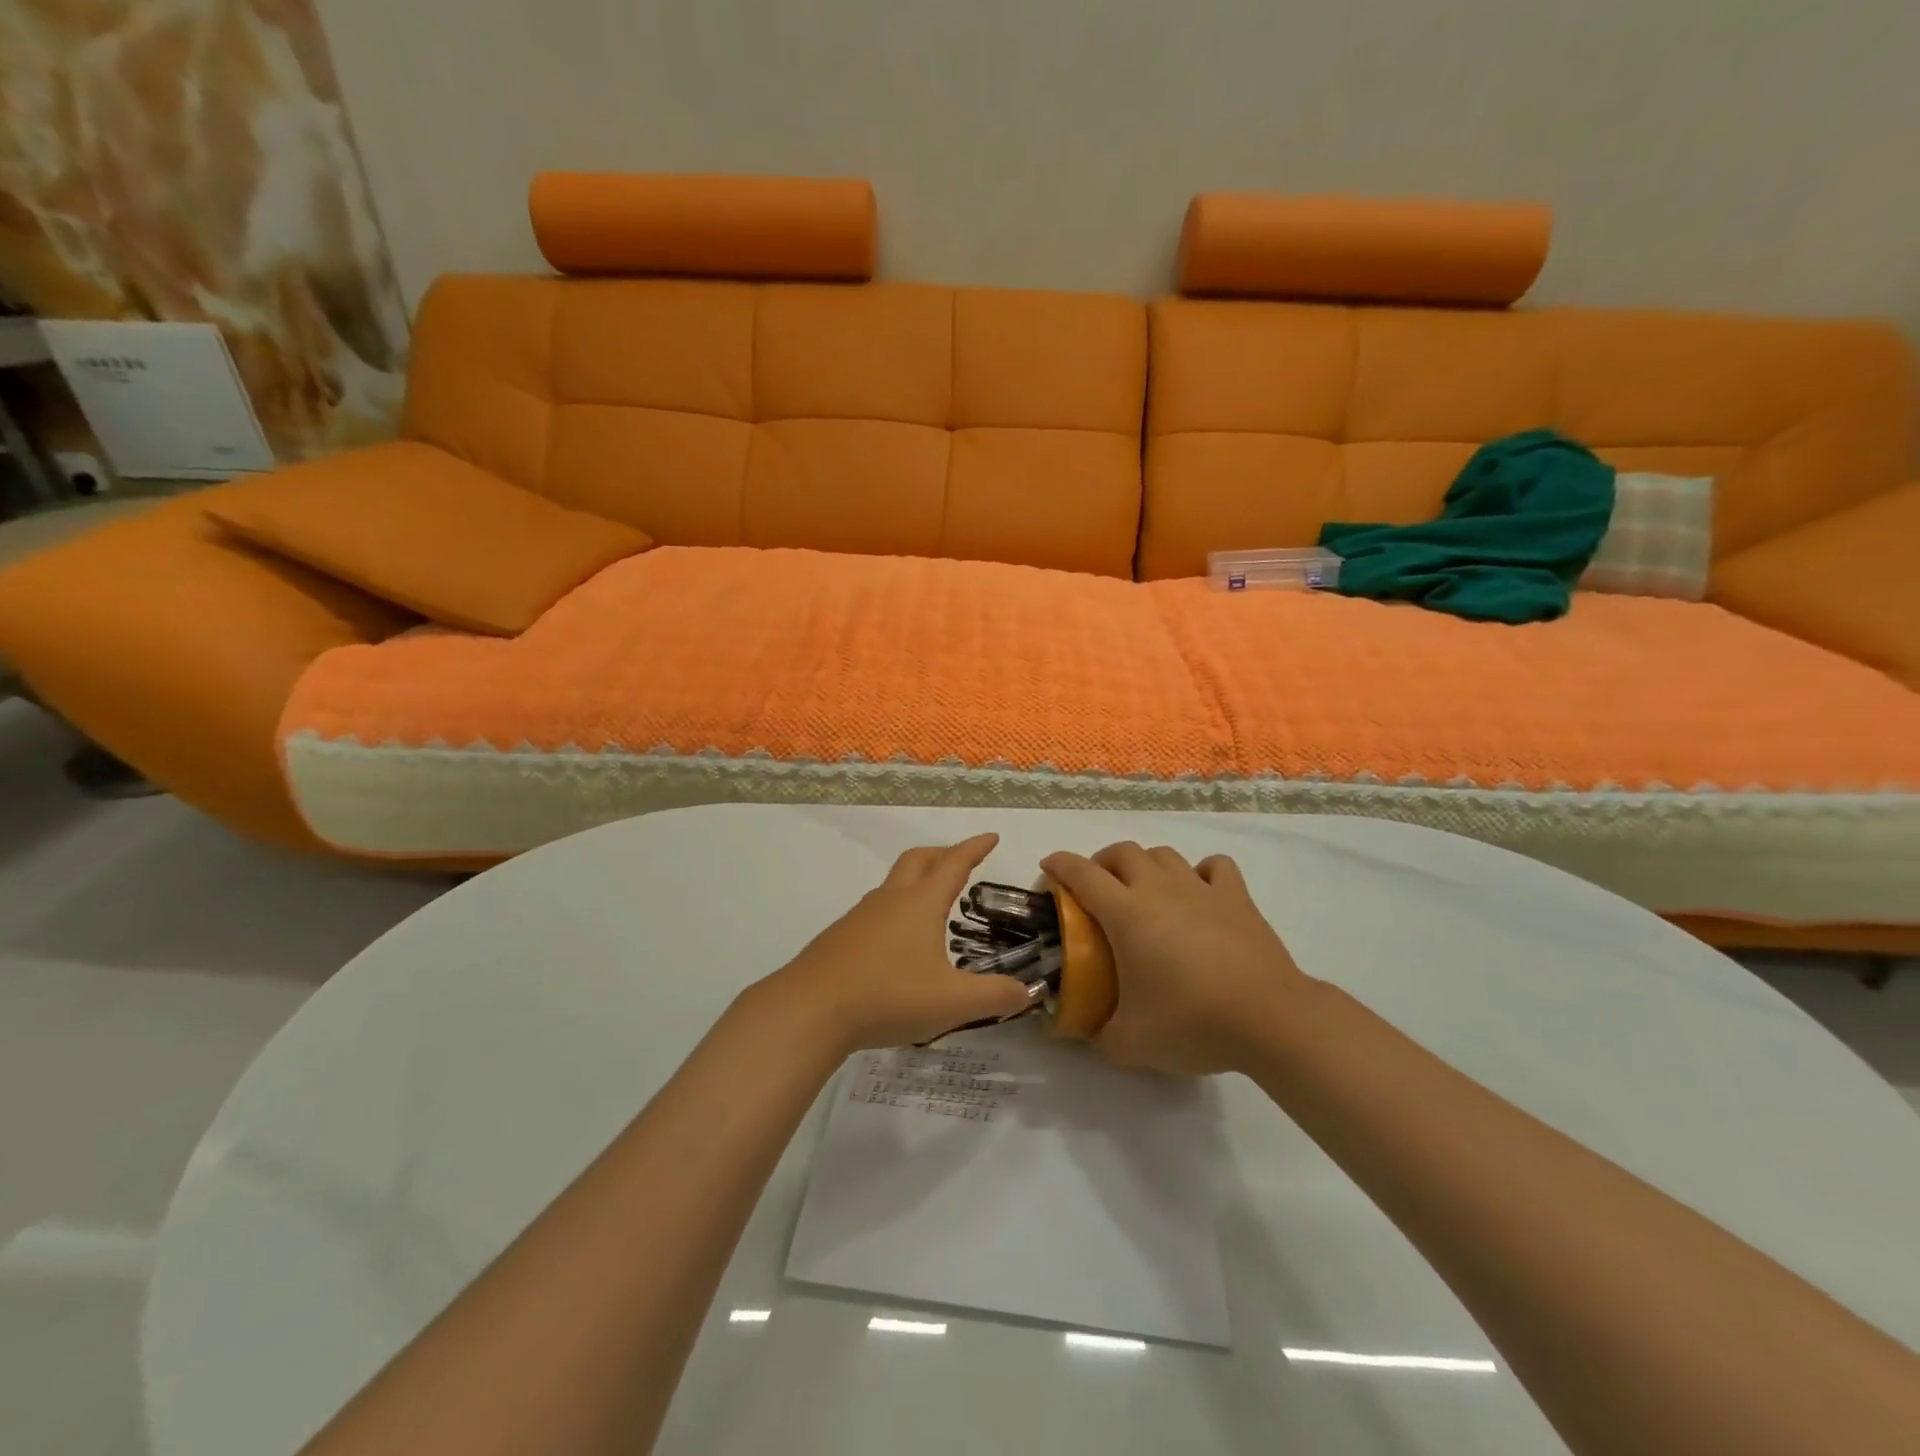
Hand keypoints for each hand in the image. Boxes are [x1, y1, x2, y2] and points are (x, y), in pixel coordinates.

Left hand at [759, 834, 1037, 1053]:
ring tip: (932, 905)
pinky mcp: (840, 938)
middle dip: (943, 855)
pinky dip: (895, 910)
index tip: (990, 837)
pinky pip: (875, 910)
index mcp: (920, 903)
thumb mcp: (953, 1002)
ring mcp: (860, 917)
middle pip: (918, 860)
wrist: (810, 1009)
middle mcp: (890, 900)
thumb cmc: (888, 996)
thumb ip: (994, 996)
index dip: (975, 848)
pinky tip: (897, 943)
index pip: (954, 864)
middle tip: (961, 863)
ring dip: (916, 882)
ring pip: (893, 884)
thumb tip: (1026, 993)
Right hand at [1040, 842, 1314, 1075]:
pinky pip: (1214, 867)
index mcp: (1126, 914)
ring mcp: (1201, 889)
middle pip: (1123, 852)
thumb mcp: (1130, 1044)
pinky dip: (1200, 872)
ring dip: (1145, 864)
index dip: (1059, 866)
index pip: (1082, 874)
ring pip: (1164, 854)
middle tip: (1096, 889)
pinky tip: (1198, 893)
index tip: (1048, 869)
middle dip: (1101, 862)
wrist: (1269, 1019)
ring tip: (1143, 891)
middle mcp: (1159, 890)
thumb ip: (1098, 1036)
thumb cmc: (1191, 1022)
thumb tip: (1078, 1034)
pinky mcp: (1237, 898)